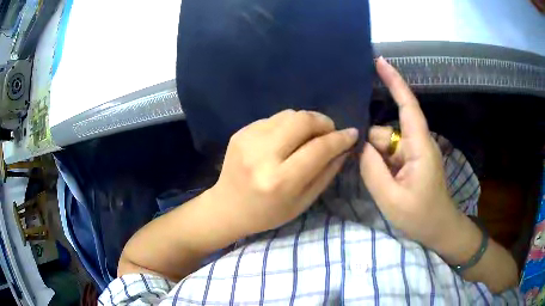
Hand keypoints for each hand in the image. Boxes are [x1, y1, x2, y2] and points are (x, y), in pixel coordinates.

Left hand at [209, 109, 357, 235]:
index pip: (319, 149)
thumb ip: (326, 173)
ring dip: (306, 122)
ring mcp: (248, 140)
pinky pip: (273, 119)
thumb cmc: (268, 213)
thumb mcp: (303, 202)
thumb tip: (344, 148)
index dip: (340, 139)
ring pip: (288, 114)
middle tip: (329, 133)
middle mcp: (262, 155)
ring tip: (309, 136)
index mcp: (280, 181)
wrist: (227, 207)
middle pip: (302, 120)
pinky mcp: (240, 132)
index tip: (352, 134)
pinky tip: (286, 139)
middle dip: (323, 122)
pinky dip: (286, 125)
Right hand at [360, 57, 463, 248]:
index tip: (380, 61)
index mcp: (419, 146)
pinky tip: (382, 182)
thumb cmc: (420, 216)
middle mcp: (418, 143)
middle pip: (386, 132)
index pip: (407, 106)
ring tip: (380, 186)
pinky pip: (390, 154)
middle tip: (367, 174)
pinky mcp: (412, 161)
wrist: (439, 229)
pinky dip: (381, 164)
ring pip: (385, 145)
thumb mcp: (391, 199)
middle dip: (372, 148)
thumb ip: (372, 170)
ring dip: (376, 160)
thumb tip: (361, 145)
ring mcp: (415, 153)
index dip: (395, 82)